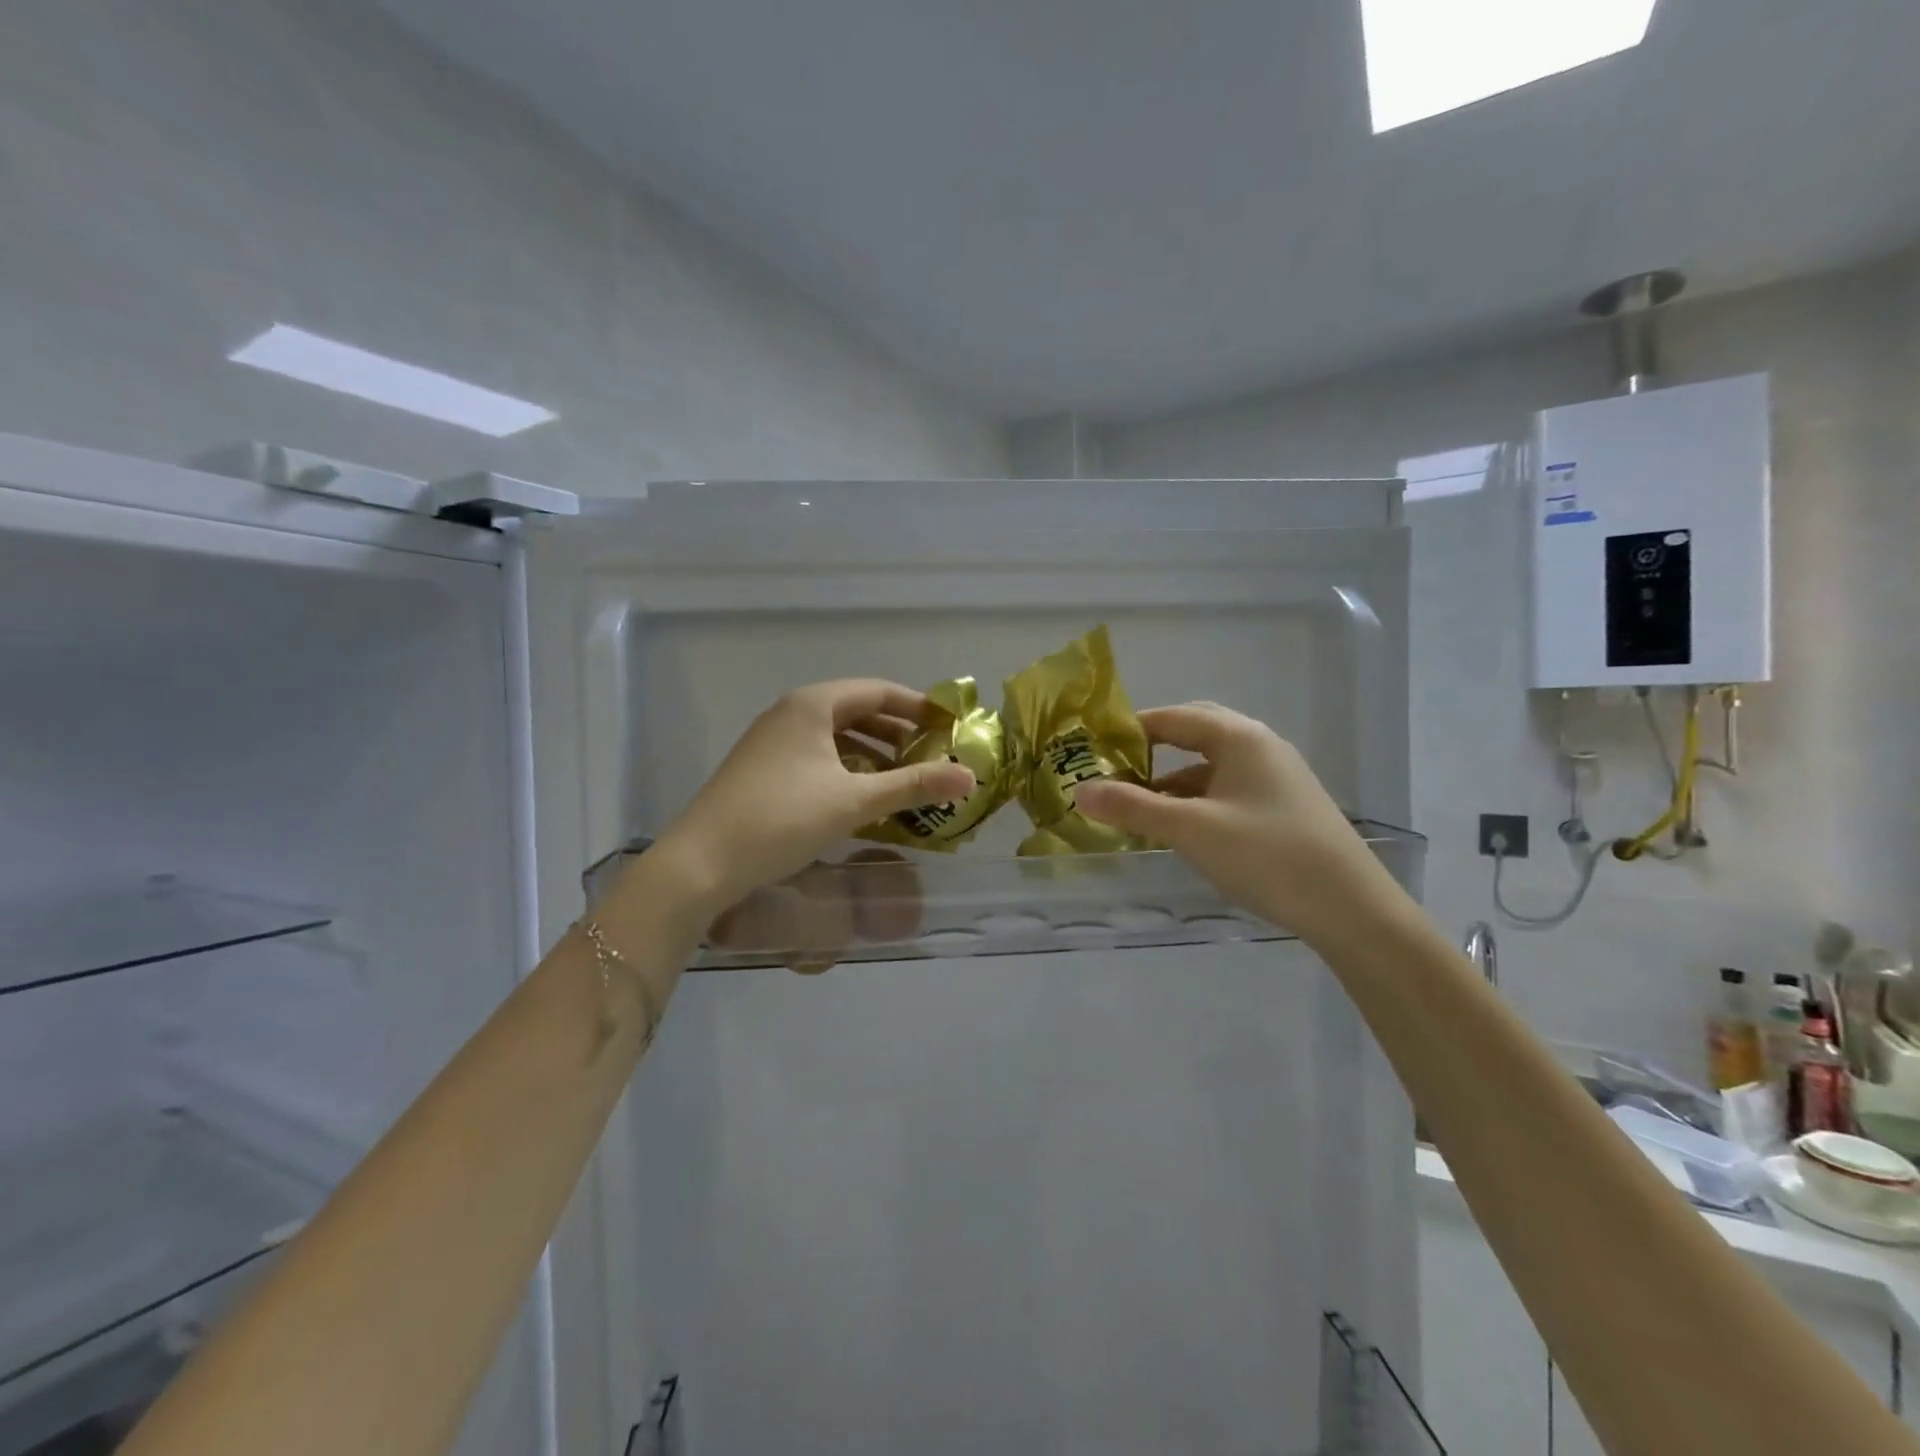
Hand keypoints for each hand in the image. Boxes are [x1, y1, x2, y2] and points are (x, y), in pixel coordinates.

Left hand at [651, 680, 973, 924]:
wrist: (702, 861)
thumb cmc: (782, 819)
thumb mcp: (855, 801)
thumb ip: (913, 785)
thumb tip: (970, 777)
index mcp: (812, 705)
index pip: (878, 691)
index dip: (918, 707)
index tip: (950, 725)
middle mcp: (791, 714)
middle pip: (857, 711)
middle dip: (898, 732)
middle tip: (933, 756)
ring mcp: (773, 741)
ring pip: (837, 736)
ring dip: (874, 753)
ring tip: (905, 778)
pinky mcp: (764, 769)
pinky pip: (818, 757)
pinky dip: (848, 769)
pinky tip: (864, 796)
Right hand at [1073, 702, 1403, 942]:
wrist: (1353, 910)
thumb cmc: (1267, 857)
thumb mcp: (1191, 830)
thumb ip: (1133, 807)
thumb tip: (1079, 789)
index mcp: (1239, 737)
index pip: (1172, 717)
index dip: (1129, 730)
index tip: (1092, 750)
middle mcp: (1259, 746)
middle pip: (1193, 734)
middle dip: (1151, 751)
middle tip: (1113, 773)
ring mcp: (1275, 777)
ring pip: (1210, 766)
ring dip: (1171, 781)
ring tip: (1137, 808)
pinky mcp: (1282, 807)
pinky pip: (1227, 790)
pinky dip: (1196, 801)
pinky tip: (1180, 830)